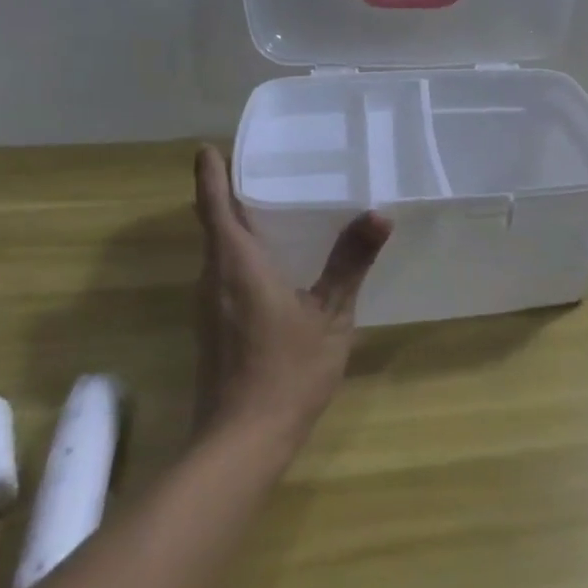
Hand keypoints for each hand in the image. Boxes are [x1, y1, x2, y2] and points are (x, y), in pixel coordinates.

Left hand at [191, 146, 391, 440]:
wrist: (241, 440)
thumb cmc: (287, 370)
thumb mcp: (330, 314)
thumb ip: (350, 262)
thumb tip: (379, 213)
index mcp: (236, 264)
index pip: (215, 205)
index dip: (210, 174)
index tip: (208, 147)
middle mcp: (213, 278)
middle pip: (214, 225)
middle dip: (229, 194)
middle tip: (261, 166)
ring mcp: (208, 306)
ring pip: (218, 252)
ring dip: (236, 225)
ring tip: (272, 205)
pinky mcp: (213, 329)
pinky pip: (223, 275)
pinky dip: (241, 255)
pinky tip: (274, 262)